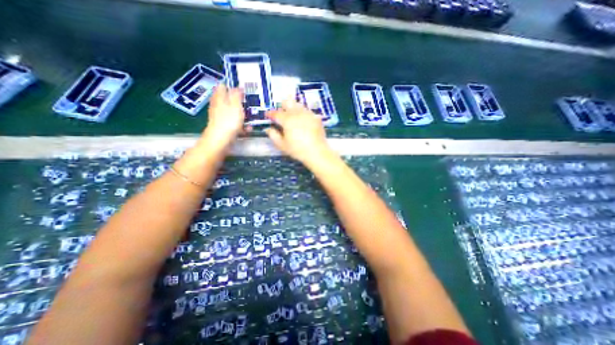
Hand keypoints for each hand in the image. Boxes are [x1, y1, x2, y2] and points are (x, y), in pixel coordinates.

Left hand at [204, 85, 247, 149]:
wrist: (220, 140)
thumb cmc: (229, 121)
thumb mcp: (235, 105)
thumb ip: (237, 95)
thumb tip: (237, 87)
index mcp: (219, 98)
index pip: (223, 86)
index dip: (233, 87)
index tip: (243, 92)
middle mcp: (217, 105)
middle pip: (228, 100)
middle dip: (238, 102)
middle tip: (248, 105)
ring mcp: (219, 117)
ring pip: (232, 112)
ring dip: (241, 115)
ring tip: (250, 119)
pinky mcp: (223, 126)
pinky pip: (233, 123)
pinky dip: (240, 125)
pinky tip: (247, 129)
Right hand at [262, 98, 330, 163]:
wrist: (317, 152)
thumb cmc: (297, 150)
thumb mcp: (282, 145)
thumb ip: (273, 135)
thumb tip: (268, 129)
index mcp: (287, 119)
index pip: (276, 113)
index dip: (270, 114)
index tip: (268, 116)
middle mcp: (297, 113)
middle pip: (287, 102)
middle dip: (282, 106)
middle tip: (282, 115)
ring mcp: (308, 114)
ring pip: (298, 105)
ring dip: (293, 109)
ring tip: (293, 118)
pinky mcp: (316, 117)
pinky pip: (307, 111)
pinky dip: (303, 114)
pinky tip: (304, 122)